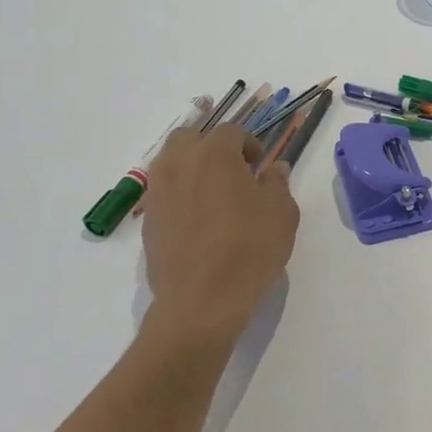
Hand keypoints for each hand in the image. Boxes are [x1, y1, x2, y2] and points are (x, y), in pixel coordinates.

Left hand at [140, 124, 299, 348]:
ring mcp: (158, 191)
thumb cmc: (250, 250)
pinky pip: (163, 192)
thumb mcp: (282, 213)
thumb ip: (277, 183)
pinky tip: (199, 220)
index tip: (261, 166)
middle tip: (234, 172)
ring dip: (192, 167)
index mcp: (215, 155)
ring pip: (170, 162)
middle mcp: (179, 164)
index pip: (231, 132)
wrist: (202, 300)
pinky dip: (180, 194)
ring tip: (214, 195)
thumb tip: (274, 168)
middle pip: (190, 137)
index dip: (250, 144)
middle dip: (211, 147)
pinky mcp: (149, 219)